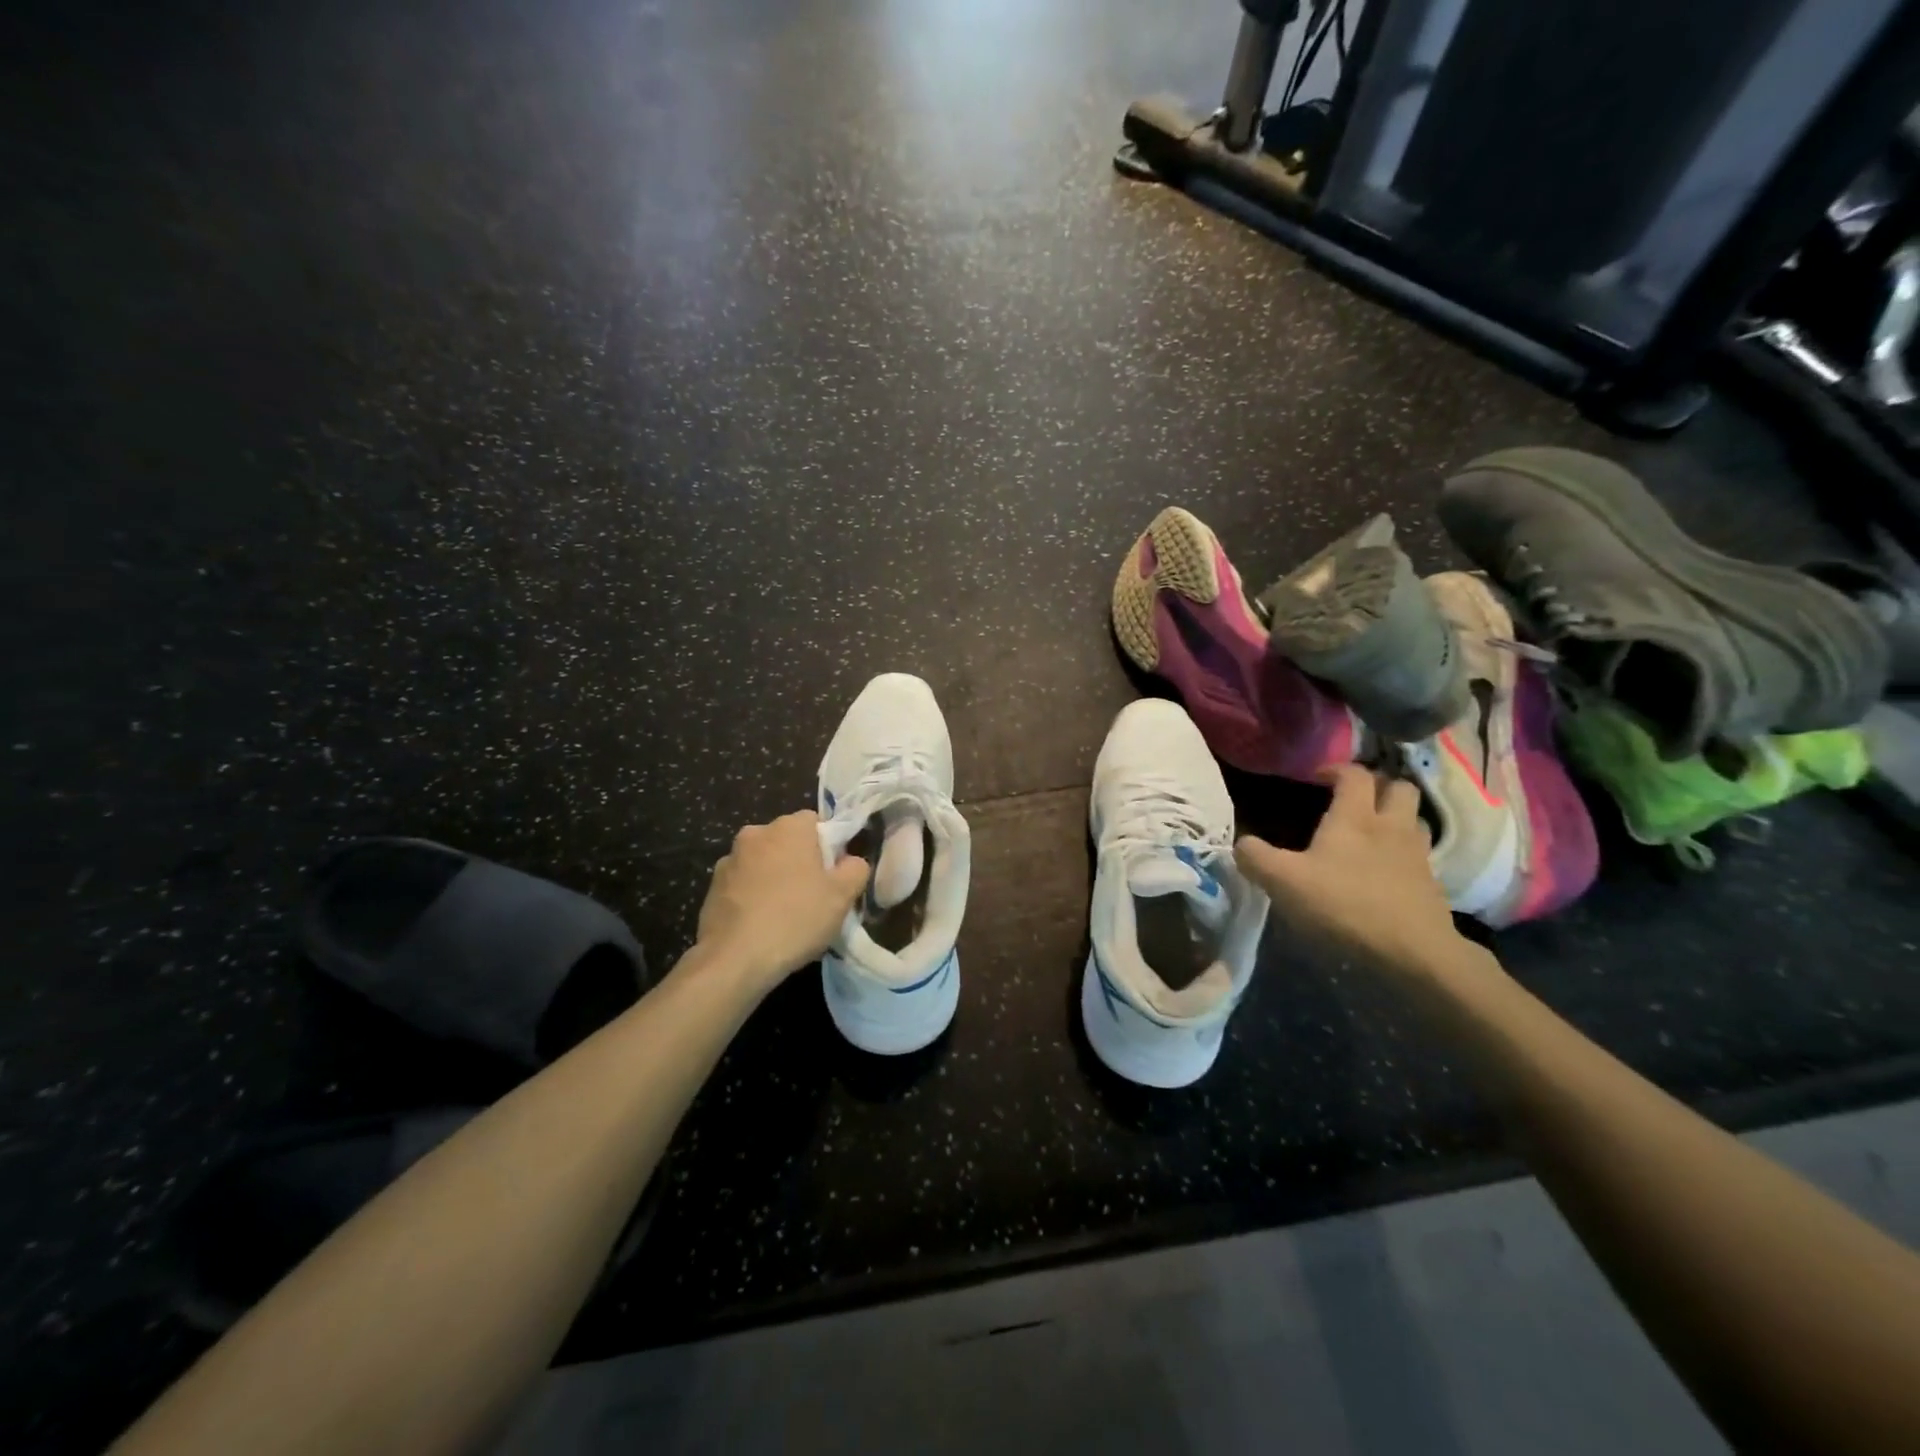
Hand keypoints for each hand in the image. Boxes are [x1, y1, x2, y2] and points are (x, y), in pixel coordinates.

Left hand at [697, 811, 869, 987]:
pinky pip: (743, 884)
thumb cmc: (796, 919)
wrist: (734, 959)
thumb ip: (856, 868)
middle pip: (788, 841)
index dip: (829, 846)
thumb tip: (850, 862)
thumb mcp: (843, 896)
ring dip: (774, 878)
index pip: (816, 822)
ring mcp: (729, 860)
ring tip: (785, 914)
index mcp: (788, 827)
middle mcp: (756, 833)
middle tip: (814, 896)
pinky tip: (761, 924)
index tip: (834, 875)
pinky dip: (753, 896)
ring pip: (763, 862)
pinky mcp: (712, 887)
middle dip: (801, 861)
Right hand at [1235, 764, 1462, 976]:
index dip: (1336, 769)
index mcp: (1356, 817)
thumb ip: (1255, 858)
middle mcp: (1391, 826)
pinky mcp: (1432, 885)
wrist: (1414, 953)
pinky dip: (1404, 852)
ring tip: (1374, 831)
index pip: (1354, 774)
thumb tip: (1240, 844)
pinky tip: (1385, 870)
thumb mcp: (1284, 882)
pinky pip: (1420, 854)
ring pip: (1415, 819)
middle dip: (1378, 785)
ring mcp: (1417, 855)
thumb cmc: (1344, 905)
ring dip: (1397, 817)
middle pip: (1399, 787)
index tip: (1316, 778)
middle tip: (1354, 799)